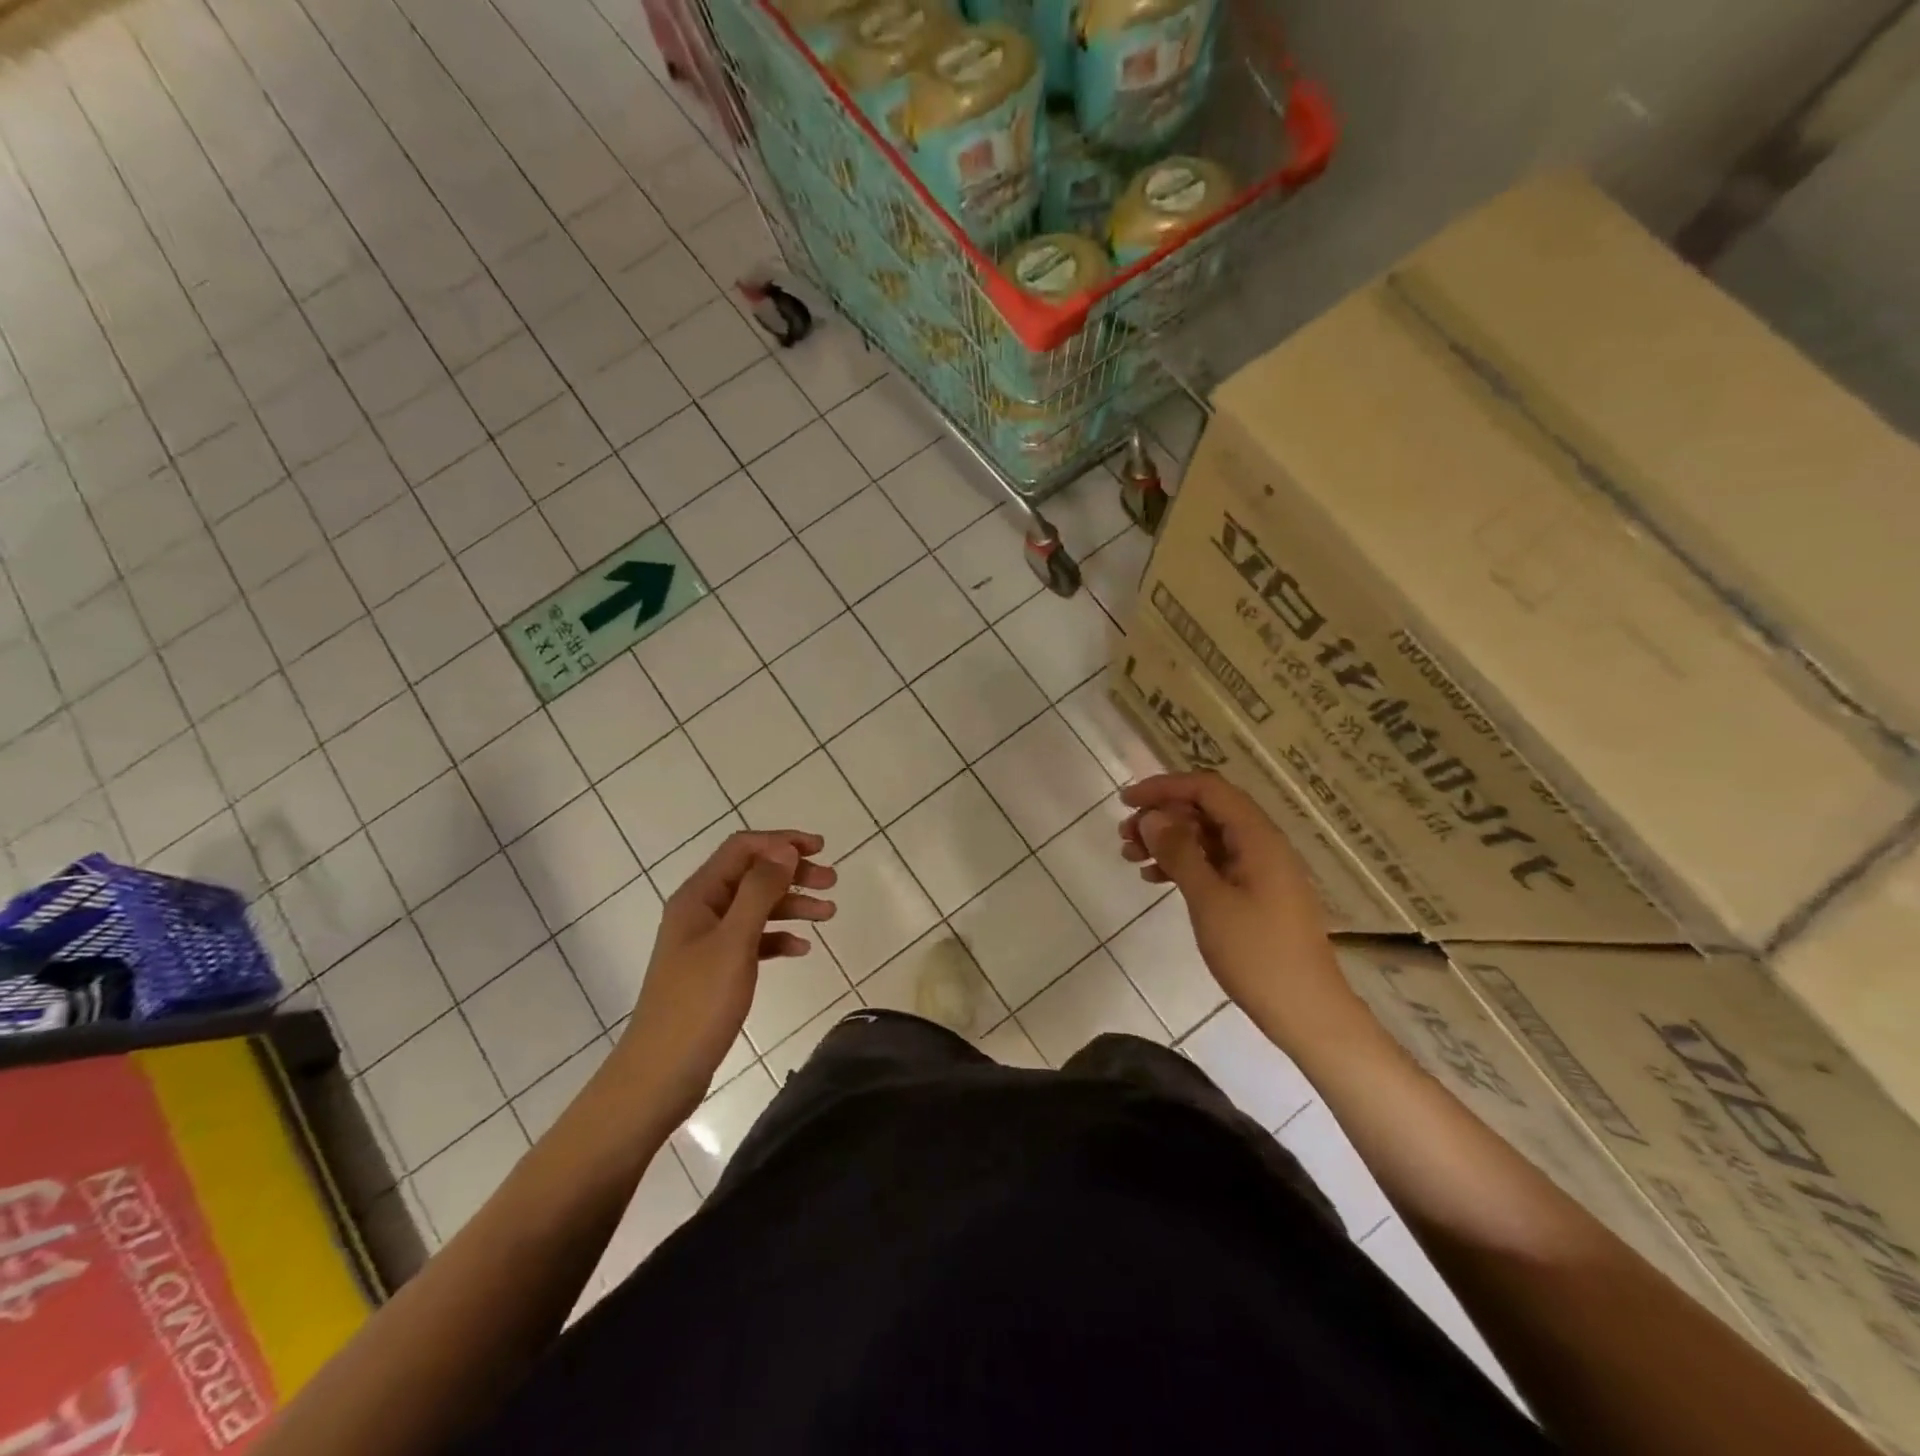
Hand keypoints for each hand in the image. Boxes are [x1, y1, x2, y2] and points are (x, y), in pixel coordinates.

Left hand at [613, 830, 835, 1122]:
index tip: (820, 849)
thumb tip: (784, 850)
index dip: (781, 842)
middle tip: (832, 882)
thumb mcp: (734, 943)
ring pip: (756, 907)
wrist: (660, 1075)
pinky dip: (778, 937)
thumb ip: (759, 892)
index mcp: (698, 896)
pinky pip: (753, 940)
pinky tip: (801, 949)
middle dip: (793, 873)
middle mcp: (701, 910)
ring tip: (829, 915)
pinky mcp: (715, 969)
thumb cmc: (697, 1005)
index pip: (742, 848)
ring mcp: (707, 941)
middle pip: (752, 874)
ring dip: (792, 904)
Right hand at [1118, 773, 1364, 1051]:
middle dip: (1162, 816)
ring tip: (1130, 857)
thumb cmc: (1257, 954)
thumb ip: (1180, 853)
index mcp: (1258, 837)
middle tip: (1123, 836)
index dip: (1165, 787)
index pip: (1208, 789)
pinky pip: (1214, 864)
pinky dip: (1183, 865)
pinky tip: (1155, 879)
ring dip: (1168, 841)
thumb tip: (1152, 817)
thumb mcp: (1210, 900)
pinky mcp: (1255, 895)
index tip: (1127, 802)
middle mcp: (1261, 845)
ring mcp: (1260, 870)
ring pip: (1207, 838)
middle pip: (1206, 811)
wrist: (1306, 1013)